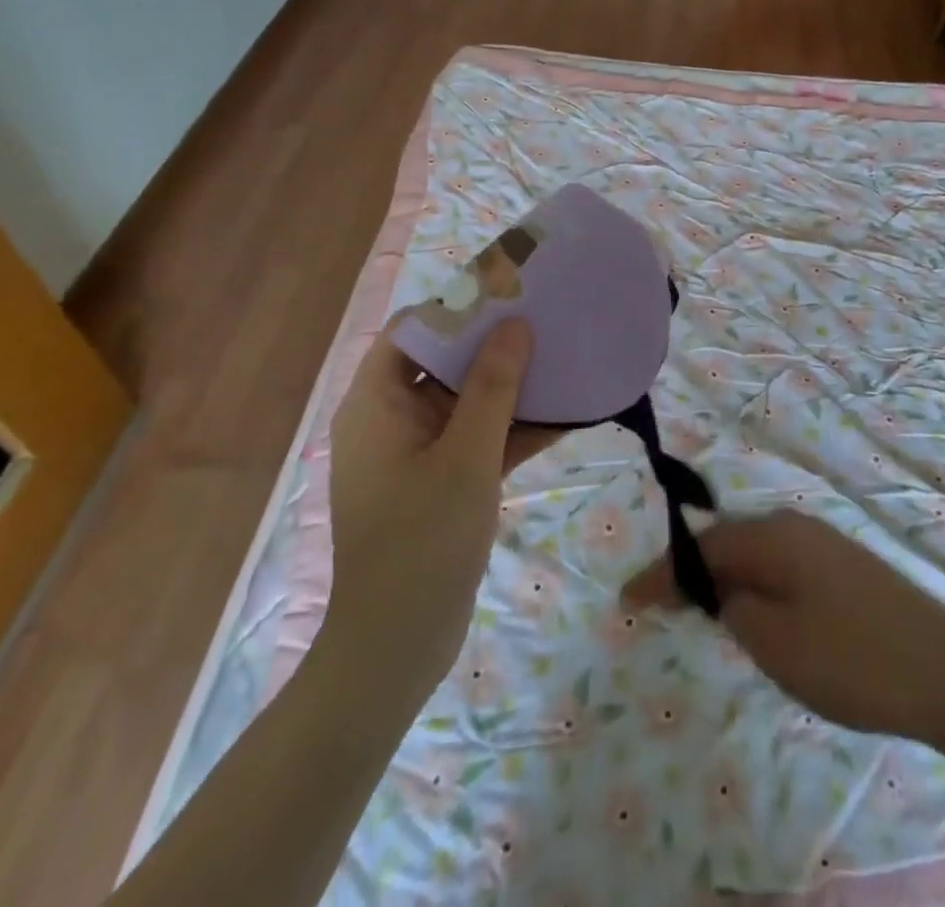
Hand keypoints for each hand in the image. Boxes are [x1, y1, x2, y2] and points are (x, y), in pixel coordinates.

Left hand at [321, 319, 531, 704]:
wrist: (397, 650)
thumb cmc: (421, 542)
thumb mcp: (466, 457)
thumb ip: (492, 387)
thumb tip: (515, 324)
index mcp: (376, 402)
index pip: (413, 330)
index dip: (458, 307)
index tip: (509, 294)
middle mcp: (392, 419)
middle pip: (444, 361)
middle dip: (495, 343)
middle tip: (548, 320)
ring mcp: (419, 452)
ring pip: (468, 401)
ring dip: (512, 386)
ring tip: (565, 358)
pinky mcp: (442, 482)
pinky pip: (481, 439)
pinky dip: (516, 429)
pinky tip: (568, 416)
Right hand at [624, 510, 944, 751]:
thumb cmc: (853, 659)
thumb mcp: (776, 643)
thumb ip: (734, 608)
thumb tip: (720, 590)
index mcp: (774, 536)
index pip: (702, 547)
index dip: (662, 573)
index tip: (626, 600)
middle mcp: (796, 526)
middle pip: (728, 542)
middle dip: (691, 573)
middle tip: (659, 606)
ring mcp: (826, 543)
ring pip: (756, 553)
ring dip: (724, 579)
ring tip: (700, 611)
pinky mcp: (846, 566)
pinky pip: (782, 565)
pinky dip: (756, 584)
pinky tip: (758, 613)